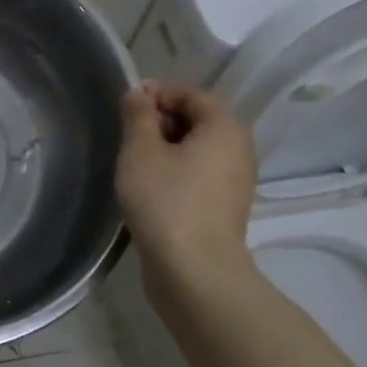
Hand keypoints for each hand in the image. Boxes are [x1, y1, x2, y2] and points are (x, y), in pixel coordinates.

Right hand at [116, 82, 257, 279]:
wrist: (195, 273)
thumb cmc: (166, 202)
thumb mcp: (141, 151)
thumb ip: (138, 116)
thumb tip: (138, 94)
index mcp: (224, 128)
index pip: (192, 94)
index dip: (158, 93)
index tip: (127, 104)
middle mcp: (238, 150)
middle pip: (198, 120)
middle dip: (161, 120)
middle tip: (127, 134)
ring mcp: (235, 182)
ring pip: (197, 150)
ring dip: (166, 148)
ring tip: (134, 161)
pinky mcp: (225, 208)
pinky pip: (199, 175)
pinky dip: (176, 172)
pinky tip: (149, 187)